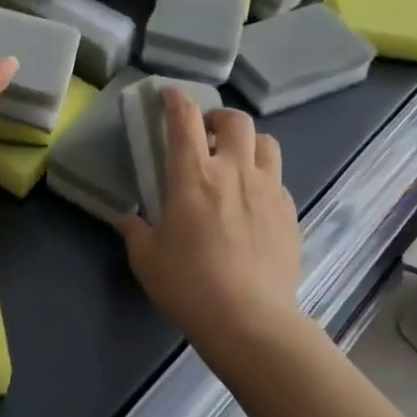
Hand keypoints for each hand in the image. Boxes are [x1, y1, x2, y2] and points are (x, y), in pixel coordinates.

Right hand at [118, 90, 305, 367]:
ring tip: (237, 160)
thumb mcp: (148, 259)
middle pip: (236, 120)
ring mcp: (268, 190)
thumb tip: (126, 220)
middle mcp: (234, 171)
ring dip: (250, 143)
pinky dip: (264, 179)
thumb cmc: (189, 285)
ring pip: (267, 143)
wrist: (250, 321)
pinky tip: (254, 202)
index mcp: (194, 176)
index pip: (184, 120)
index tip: (169, 94)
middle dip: (219, 116)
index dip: (176, 99)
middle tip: (207, 133)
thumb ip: (136, 231)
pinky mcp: (289, 213)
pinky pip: (278, 181)